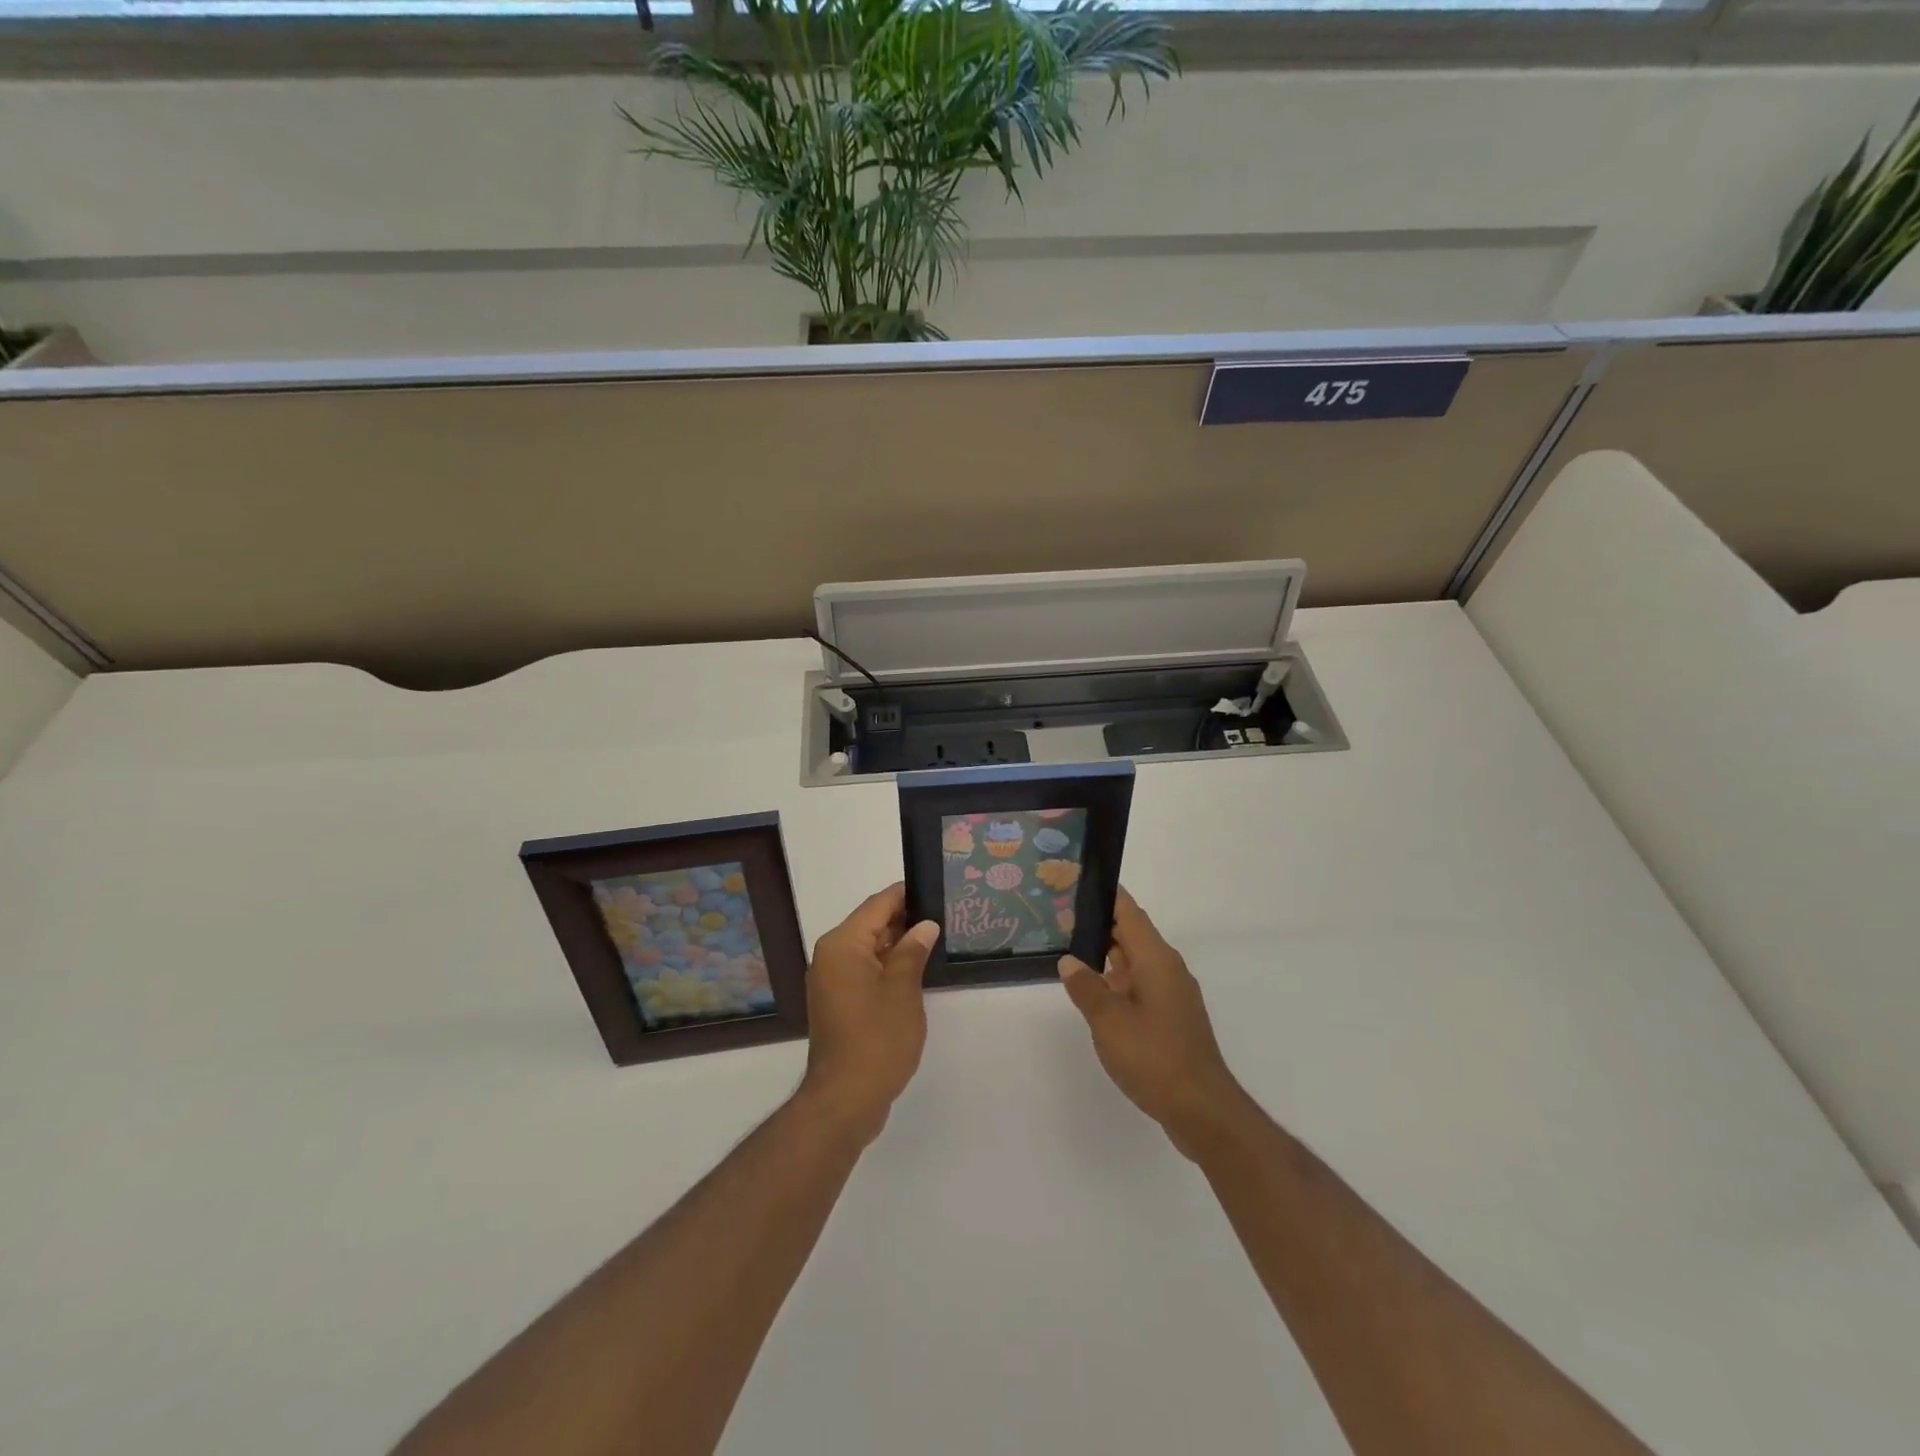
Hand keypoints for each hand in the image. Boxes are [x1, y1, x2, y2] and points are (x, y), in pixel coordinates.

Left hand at [797, 884, 937, 1146]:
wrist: (845, 1099)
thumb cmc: (877, 1039)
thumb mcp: (903, 990)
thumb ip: (914, 951)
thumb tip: (925, 925)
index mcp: (842, 945)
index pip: (878, 905)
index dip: (907, 895)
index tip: (935, 890)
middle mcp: (830, 956)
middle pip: (871, 925)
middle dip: (905, 920)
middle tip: (943, 916)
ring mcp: (831, 981)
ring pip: (869, 949)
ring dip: (897, 945)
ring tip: (934, 941)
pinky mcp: (837, 1002)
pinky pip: (863, 971)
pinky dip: (886, 967)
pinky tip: (915, 971)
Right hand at [1059, 888, 1250, 1159]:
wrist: (1201, 1109)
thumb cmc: (1154, 1057)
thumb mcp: (1109, 1021)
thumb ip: (1086, 987)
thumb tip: (1069, 961)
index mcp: (1156, 959)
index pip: (1128, 912)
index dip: (1106, 894)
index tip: (1078, 881)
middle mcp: (1167, 969)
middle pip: (1131, 934)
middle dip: (1100, 923)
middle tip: (1062, 915)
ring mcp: (1172, 995)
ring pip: (1135, 962)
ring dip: (1107, 955)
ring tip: (1070, 949)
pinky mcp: (1171, 1019)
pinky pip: (1140, 986)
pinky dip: (1117, 981)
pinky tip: (1095, 992)